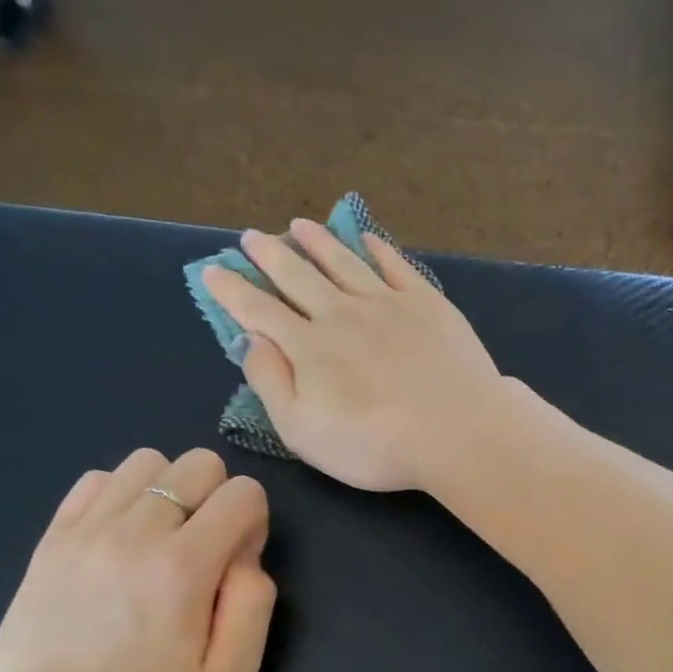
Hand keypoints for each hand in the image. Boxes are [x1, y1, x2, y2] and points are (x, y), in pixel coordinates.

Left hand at [0, 448, 275, 671]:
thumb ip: (255, 600)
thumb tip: (244, 550)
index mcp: (184, 566)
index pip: (243, 492)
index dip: (253, 523)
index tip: (236, 564)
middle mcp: (134, 533)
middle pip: (197, 463)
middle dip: (216, 498)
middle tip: (202, 551)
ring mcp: (85, 533)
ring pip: (146, 462)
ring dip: (168, 492)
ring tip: (160, 541)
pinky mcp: (51, 542)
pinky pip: (95, 481)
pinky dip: (120, 496)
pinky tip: (121, 539)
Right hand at [202, 221, 507, 491]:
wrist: (459, 432)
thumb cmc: (376, 445)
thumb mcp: (304, 432)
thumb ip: (271, 383)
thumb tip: (252, 340)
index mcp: (308, 347)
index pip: (260, 311)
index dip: (233, 290)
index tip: (213, 269)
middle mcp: (342, 314)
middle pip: (298, 276)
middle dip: (270, 256)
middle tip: (252, 237)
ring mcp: (387, 303)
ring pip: (343, 262)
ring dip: (317, 242)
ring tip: (299, 226)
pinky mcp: (428, 303)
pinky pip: (395, 265)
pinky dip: (376, 248)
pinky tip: (365, 238)